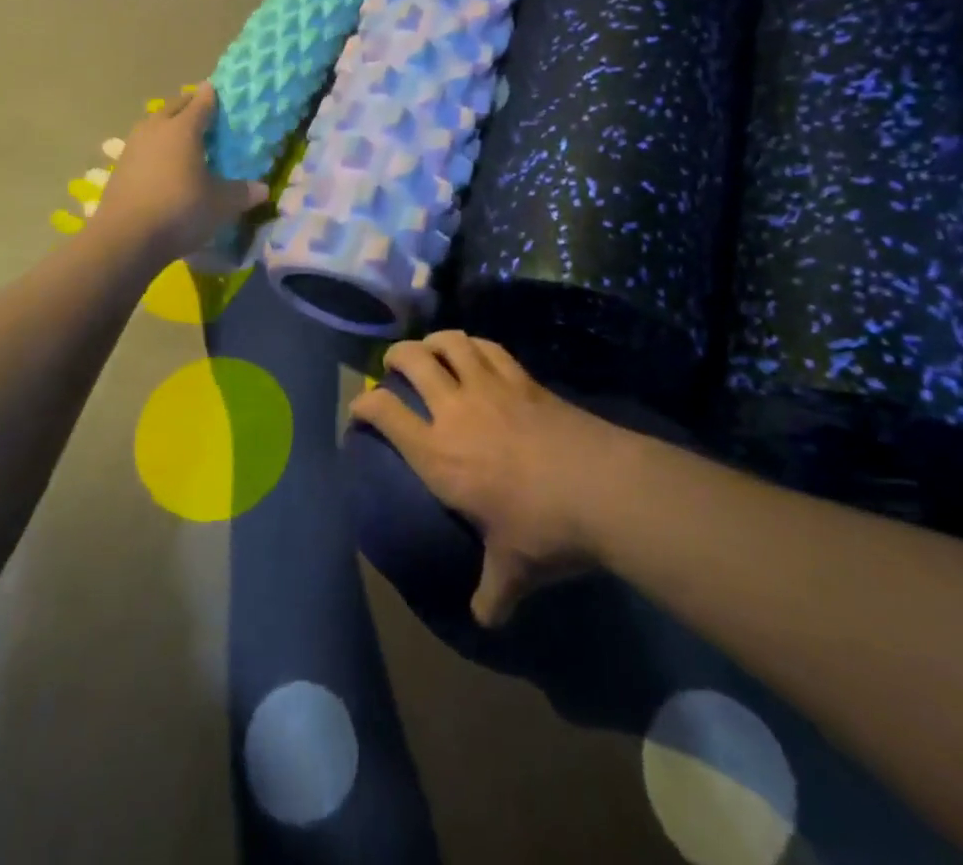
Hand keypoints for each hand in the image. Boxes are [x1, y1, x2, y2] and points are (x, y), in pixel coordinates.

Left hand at [90, 84, 267, 262]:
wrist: (125, 238)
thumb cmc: (180, 210)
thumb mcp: (220, 204)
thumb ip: (242, 192)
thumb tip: (263, 189)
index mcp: (183, 129)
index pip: (201, 103)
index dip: (211, 96)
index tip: (217, 90)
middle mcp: (156, 129)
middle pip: (173, 107)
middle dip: (188, 106)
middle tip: (202, 111)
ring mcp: (133, 147)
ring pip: (153, 124)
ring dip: (167, 124)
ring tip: (181, 135)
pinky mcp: (119, 167)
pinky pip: (141, 146)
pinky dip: (154, 147)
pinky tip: (161, 162)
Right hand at [350, 331, 625, 627]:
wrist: (602, 488)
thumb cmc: (544, 530)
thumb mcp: (512, 572)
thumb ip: (491, 595)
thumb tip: (484, 621)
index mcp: (437, 454)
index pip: (384, 412)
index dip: (363, 404)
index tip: (360, 409)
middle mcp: (455, 411)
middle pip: (412, 360)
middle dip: (396, 356)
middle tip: (395, 366)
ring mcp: (490, 387)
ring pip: (450, 342)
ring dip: (434, 341)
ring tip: (431, 350)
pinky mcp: (523, 378)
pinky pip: (489, 347)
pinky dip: (474, 344)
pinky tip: (475, 352)